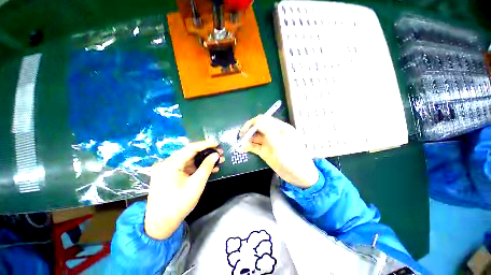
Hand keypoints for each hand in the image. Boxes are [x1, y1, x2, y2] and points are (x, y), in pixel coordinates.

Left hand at [144, 140, 224, 239]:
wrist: (161, 223)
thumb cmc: (179, 204)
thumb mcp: (196, 184)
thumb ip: (207, 167)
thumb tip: (216, 155)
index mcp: (171, 164)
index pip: (191, 148)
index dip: (205, 144)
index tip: (217, 143)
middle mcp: (167, 163)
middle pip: (190, 153)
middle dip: (207, 153)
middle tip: (220, 153)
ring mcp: (168, 169)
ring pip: (190, 161)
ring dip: (204, 161)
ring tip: (219, 161)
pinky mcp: (171, 175)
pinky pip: (186, 168)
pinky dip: (198, 168)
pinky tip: (210, 169)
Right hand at [239, 115, 318, 188]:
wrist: (299, 176)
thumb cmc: (292, 158)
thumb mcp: (281, 143)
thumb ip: (269, 131)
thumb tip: (257, 120)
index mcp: (280, 128)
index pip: (264, 120)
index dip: (253, 123)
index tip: (245, 130)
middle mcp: (273, 133)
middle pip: (258, 128)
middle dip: (249, 131)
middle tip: (241, 137)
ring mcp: (269, 143)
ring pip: (255, 137)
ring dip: (247, 139)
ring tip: (241, 144)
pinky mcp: (266, 151)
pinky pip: (255, 146)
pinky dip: (249, 146)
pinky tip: (243, 148)